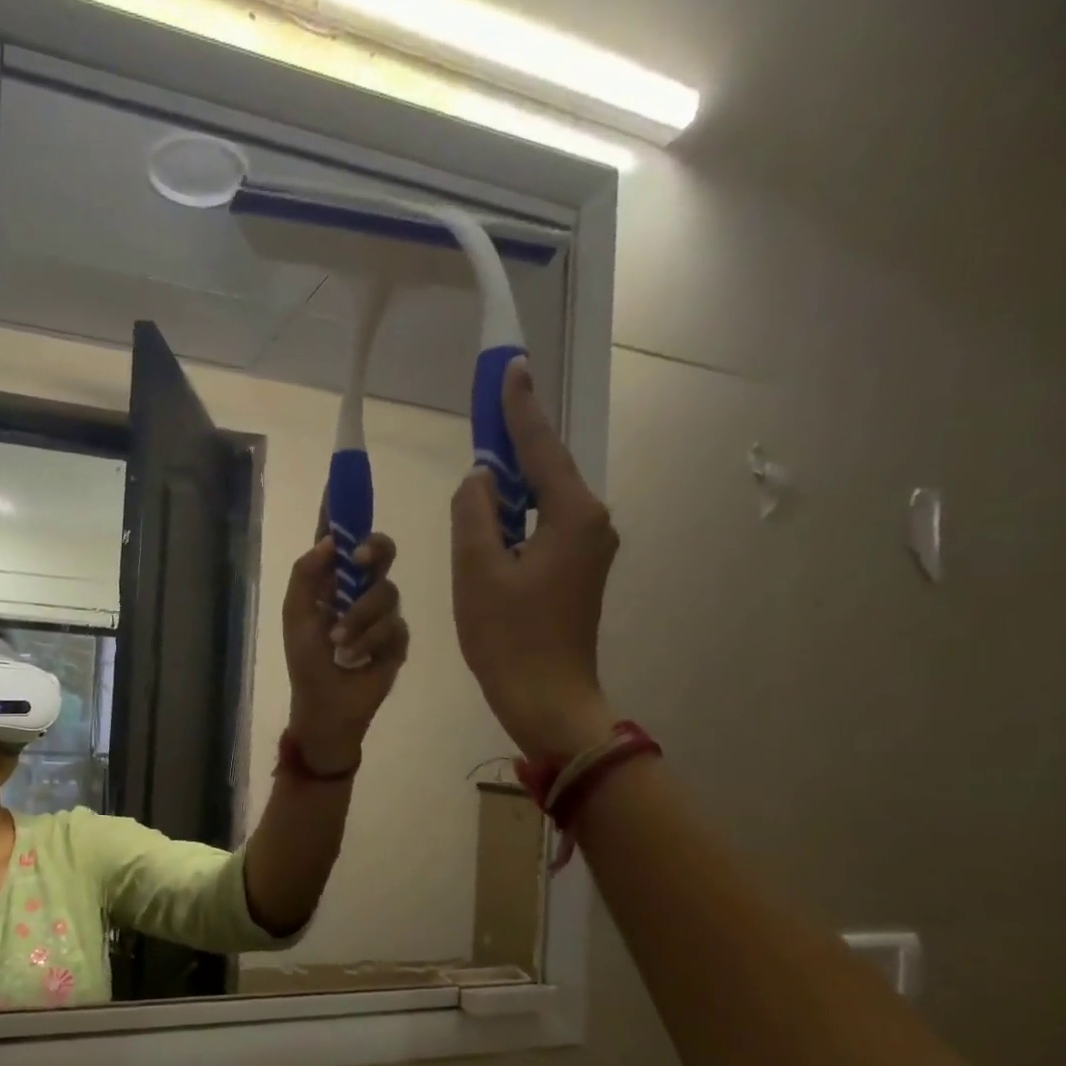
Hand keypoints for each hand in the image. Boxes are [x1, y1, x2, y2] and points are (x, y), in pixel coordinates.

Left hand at [282, 533, 408, 773]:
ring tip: (341, 643)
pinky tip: (358, 657)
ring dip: (360, 617)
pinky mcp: (397, 639)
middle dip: (372, 550)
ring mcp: (381, 614)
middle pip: (379, 552)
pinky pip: (395, 625)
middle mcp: (359, 590)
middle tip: (357, 561)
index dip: (342, 511)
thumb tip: (327, 541)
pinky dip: (371, 640)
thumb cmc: (306, 662)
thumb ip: (305, 576)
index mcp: (331, 582)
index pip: (338, 540)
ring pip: (387, 591)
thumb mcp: (296, 616)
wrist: (326, 706)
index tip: (342, 481)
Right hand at [451, 359, 618, 760]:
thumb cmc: (508, 636)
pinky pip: (544, 529)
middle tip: (484, 417)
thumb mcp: (476, 570)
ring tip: (478, 480)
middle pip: (546, 471)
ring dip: (510, 490)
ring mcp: (590, 550)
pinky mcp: (579, 572)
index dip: (519, 408)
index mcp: (573, 515)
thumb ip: (473, 512)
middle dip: (513, 447)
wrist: (545, 698)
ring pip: (543, 502)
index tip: (510, 367)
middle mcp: (592, 523)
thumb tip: (480, 479)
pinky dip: (517, 520)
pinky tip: (491, 526)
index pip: (540, 447)